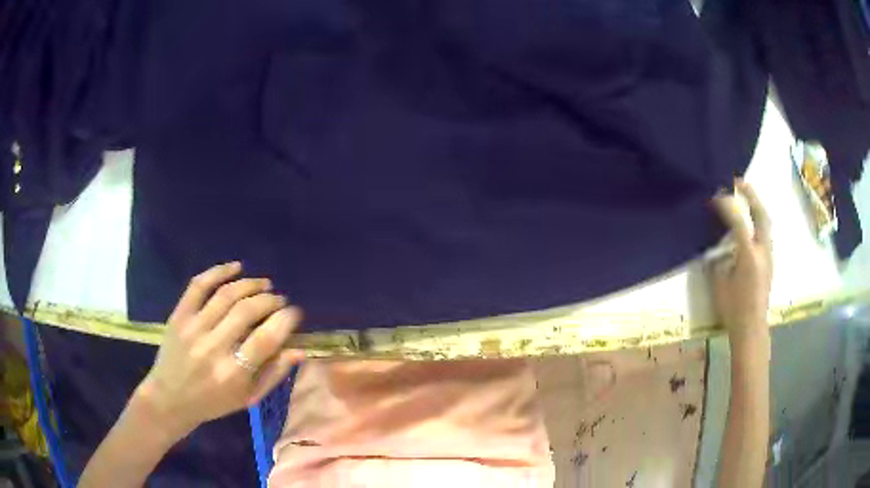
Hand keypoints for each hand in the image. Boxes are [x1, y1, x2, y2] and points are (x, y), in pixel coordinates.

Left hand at [137, 262, 304, 437]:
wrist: (170, 397)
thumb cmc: (213, 402)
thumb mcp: (248, 398)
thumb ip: (274, 374)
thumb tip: (300, 350)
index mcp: (233, 373)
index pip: (266, 338)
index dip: (285, 320)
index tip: (294, 313)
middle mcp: (213, 347)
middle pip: (247, 310)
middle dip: (270, 300)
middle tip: (280, 300)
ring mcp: (193, 328)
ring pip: (226, 294)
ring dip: (250, 284)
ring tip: (264, 284)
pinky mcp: (179, 315)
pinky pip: (199, 285)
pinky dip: (219, 271)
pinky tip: (236, 267)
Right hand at [710, 180, 772, 344]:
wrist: (752, 328)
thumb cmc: (733, 309)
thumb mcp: (720, 283)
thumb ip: (721, 260)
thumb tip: (720, 248)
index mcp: (749, 255)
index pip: (738, 220)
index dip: (726, 205)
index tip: (715, 194)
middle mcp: (763, 250)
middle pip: (761, 214)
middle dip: (751, 195)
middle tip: (739, 182)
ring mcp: (769, 255)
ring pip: (766, 222)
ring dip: (757, 206)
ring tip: (746, 197)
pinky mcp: (770, 262)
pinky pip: (766, 233)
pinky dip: (759, 221)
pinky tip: (751, 223)